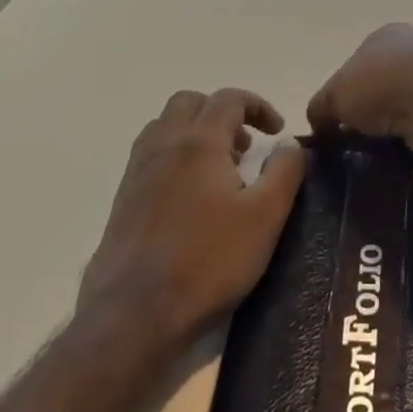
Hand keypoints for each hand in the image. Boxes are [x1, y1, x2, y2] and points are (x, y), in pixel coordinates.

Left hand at [80, 88, 305, 343]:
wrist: (134, 313)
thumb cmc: (208, 260)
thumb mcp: (265, 217)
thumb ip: (284, 172)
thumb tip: (290, 143)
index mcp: (199, 142)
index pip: (229, 99)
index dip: (258, 106)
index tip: (277, 131)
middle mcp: (163, 145)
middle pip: (190, 103)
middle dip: (222, 113)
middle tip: (245, 147)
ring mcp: (137, 172)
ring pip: (165, 126)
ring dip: (195, 132)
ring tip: (220, 169)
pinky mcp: (123, 200)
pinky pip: (150, 156)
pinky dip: (175, 156)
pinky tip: (192, 197)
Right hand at [307, 23, 412, 168]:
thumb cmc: (383, 86)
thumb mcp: (334, 95)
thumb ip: (320, 108)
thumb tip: (320, 126)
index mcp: (385, 36)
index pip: (354, 66)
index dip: (340, 95)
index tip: (331, 125)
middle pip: (378, 88)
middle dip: (365, 115)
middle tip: (349, 144)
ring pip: (400, 110)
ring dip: (388, 130)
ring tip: (371, 155)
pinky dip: (409, 142)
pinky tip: (397, 156)